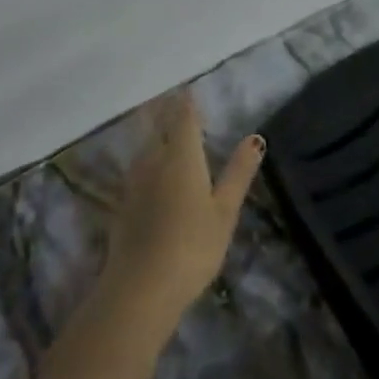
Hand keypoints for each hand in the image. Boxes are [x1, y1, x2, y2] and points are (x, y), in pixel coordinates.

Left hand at [102, 91, 263, 333]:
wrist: (140, 288)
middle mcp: (154, 160)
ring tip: (161, 129)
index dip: (186, 102)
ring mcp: (134, 183)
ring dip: (152, 134)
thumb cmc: (192, 247)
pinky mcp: (123, 205)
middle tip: (172, 101)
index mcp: (182, 156)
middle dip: (166, 112)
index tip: (187, 89)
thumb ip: (238, 172)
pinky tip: (147, 171)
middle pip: (159, 128)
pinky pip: (136, 171)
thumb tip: (255, 137)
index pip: (183, 118)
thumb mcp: (224, 211)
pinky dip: (144, 161)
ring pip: (145, 148)